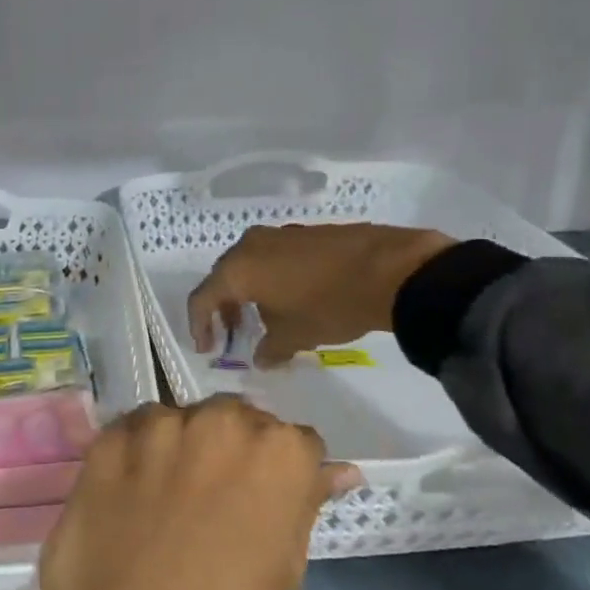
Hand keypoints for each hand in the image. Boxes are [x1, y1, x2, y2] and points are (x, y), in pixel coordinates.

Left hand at [34, 398, 356, 589]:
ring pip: (178, 420)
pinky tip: (127, 497)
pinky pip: (131, 433)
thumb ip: (304, 504)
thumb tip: (337, 471)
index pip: (293, 440)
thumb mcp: (285, 572)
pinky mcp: (108, 440)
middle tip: (212, 498)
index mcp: (278, 453)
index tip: (265, 499)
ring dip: (179, 447)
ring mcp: (158, 426)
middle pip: (233, 419)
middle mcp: (220, 422)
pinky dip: (135, 455)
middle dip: (230, 448)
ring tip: (163, 500)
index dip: (281, 472)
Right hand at [187, 222, 456, 365]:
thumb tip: (262, 357)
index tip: (209, 348)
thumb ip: (270, 348)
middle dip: (225, 308)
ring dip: (249, 293)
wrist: (390, 270)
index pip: (202, 298)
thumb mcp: (296, 335)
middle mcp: (250, 245)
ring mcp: (278, 234)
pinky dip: (271, 279)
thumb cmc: (330, 305)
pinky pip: (273, 257)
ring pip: (249, 265)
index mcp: (237, 269)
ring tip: (265, 320)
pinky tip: (291, 299)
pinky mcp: (304, 232)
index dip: (199, 325)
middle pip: (224, 278)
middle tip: (234, 335)